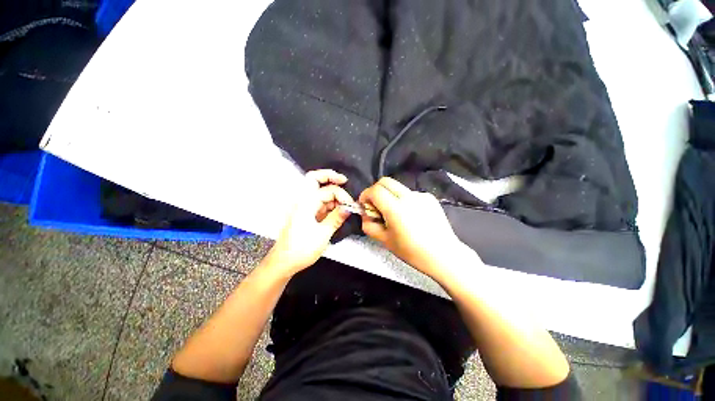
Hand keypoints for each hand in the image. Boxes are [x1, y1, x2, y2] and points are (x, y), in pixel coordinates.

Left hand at [266, 170, 353, 275]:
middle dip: (331, 178)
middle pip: (316, 180)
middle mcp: (303, 200)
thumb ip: (336, 217)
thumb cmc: (302, 248)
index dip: (341, 195)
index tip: (350, 206)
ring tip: (345, 205)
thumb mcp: (323, 233)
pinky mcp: (306, 214)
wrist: (284, 262)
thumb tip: (349, 208)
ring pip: (319, 192)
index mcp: (306, 203)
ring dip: (332, 195)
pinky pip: (319, 203)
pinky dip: (329, 204)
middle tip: (344, 181)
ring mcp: (304, 207)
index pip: (327, 190)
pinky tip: (338, 211)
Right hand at [359, 177, 476, 279]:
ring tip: (394, 214)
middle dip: (375, 191)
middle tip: (375, 206)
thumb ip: (369, 225)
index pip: (375, 190)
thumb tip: (365, 214)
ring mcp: (421, 195)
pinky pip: (410, 194)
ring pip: (398, 187)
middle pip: (386, 181)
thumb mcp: (385, 241)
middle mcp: (409, 197)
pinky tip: (410, 215)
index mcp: (396, 209)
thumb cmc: (412, 252)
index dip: (365, 195)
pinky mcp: (430, 198)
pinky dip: (403, 200)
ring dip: (390, 196)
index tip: (364, 205)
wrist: (444, 255)